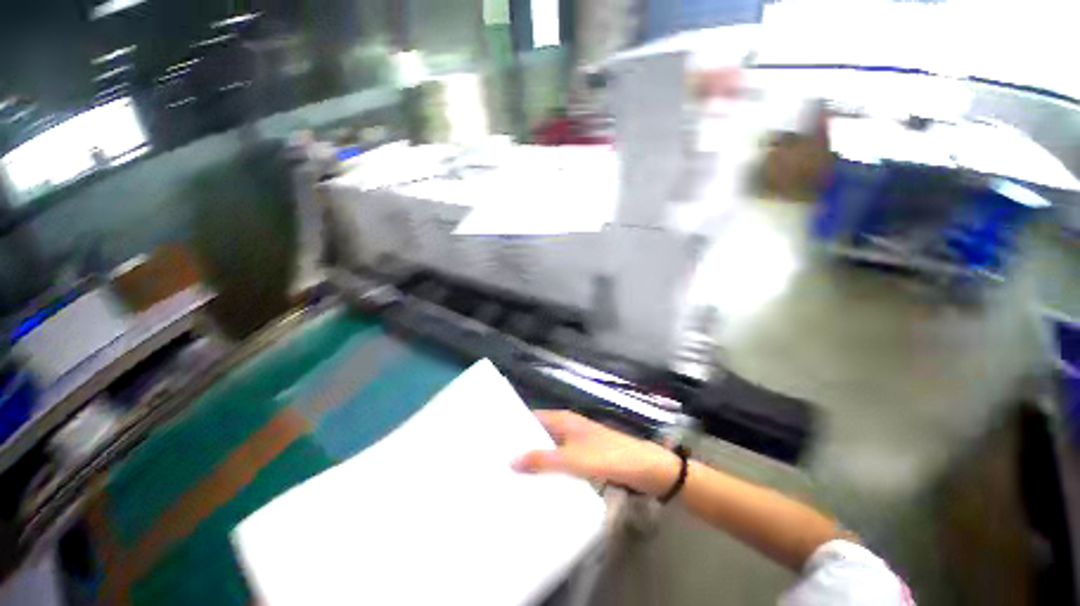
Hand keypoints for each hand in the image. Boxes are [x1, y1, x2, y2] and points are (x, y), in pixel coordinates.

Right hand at [512, 410, 679, 496]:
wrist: (644, 468)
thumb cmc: (606, 456)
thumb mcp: (572, 459)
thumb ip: (542, 459)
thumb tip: (510, 460)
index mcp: (563, 419)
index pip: (533, 417)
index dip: (516, 425)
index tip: (496, 439)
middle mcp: (568, 426)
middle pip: (540, 432)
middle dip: (523, 444)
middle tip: (498, 461)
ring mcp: (576, 441)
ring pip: (550, 447)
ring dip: (536, 457)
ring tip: (512, 473)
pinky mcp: (584, 456)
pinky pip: (560, 459)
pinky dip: (549, 467)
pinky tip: (540, 482)